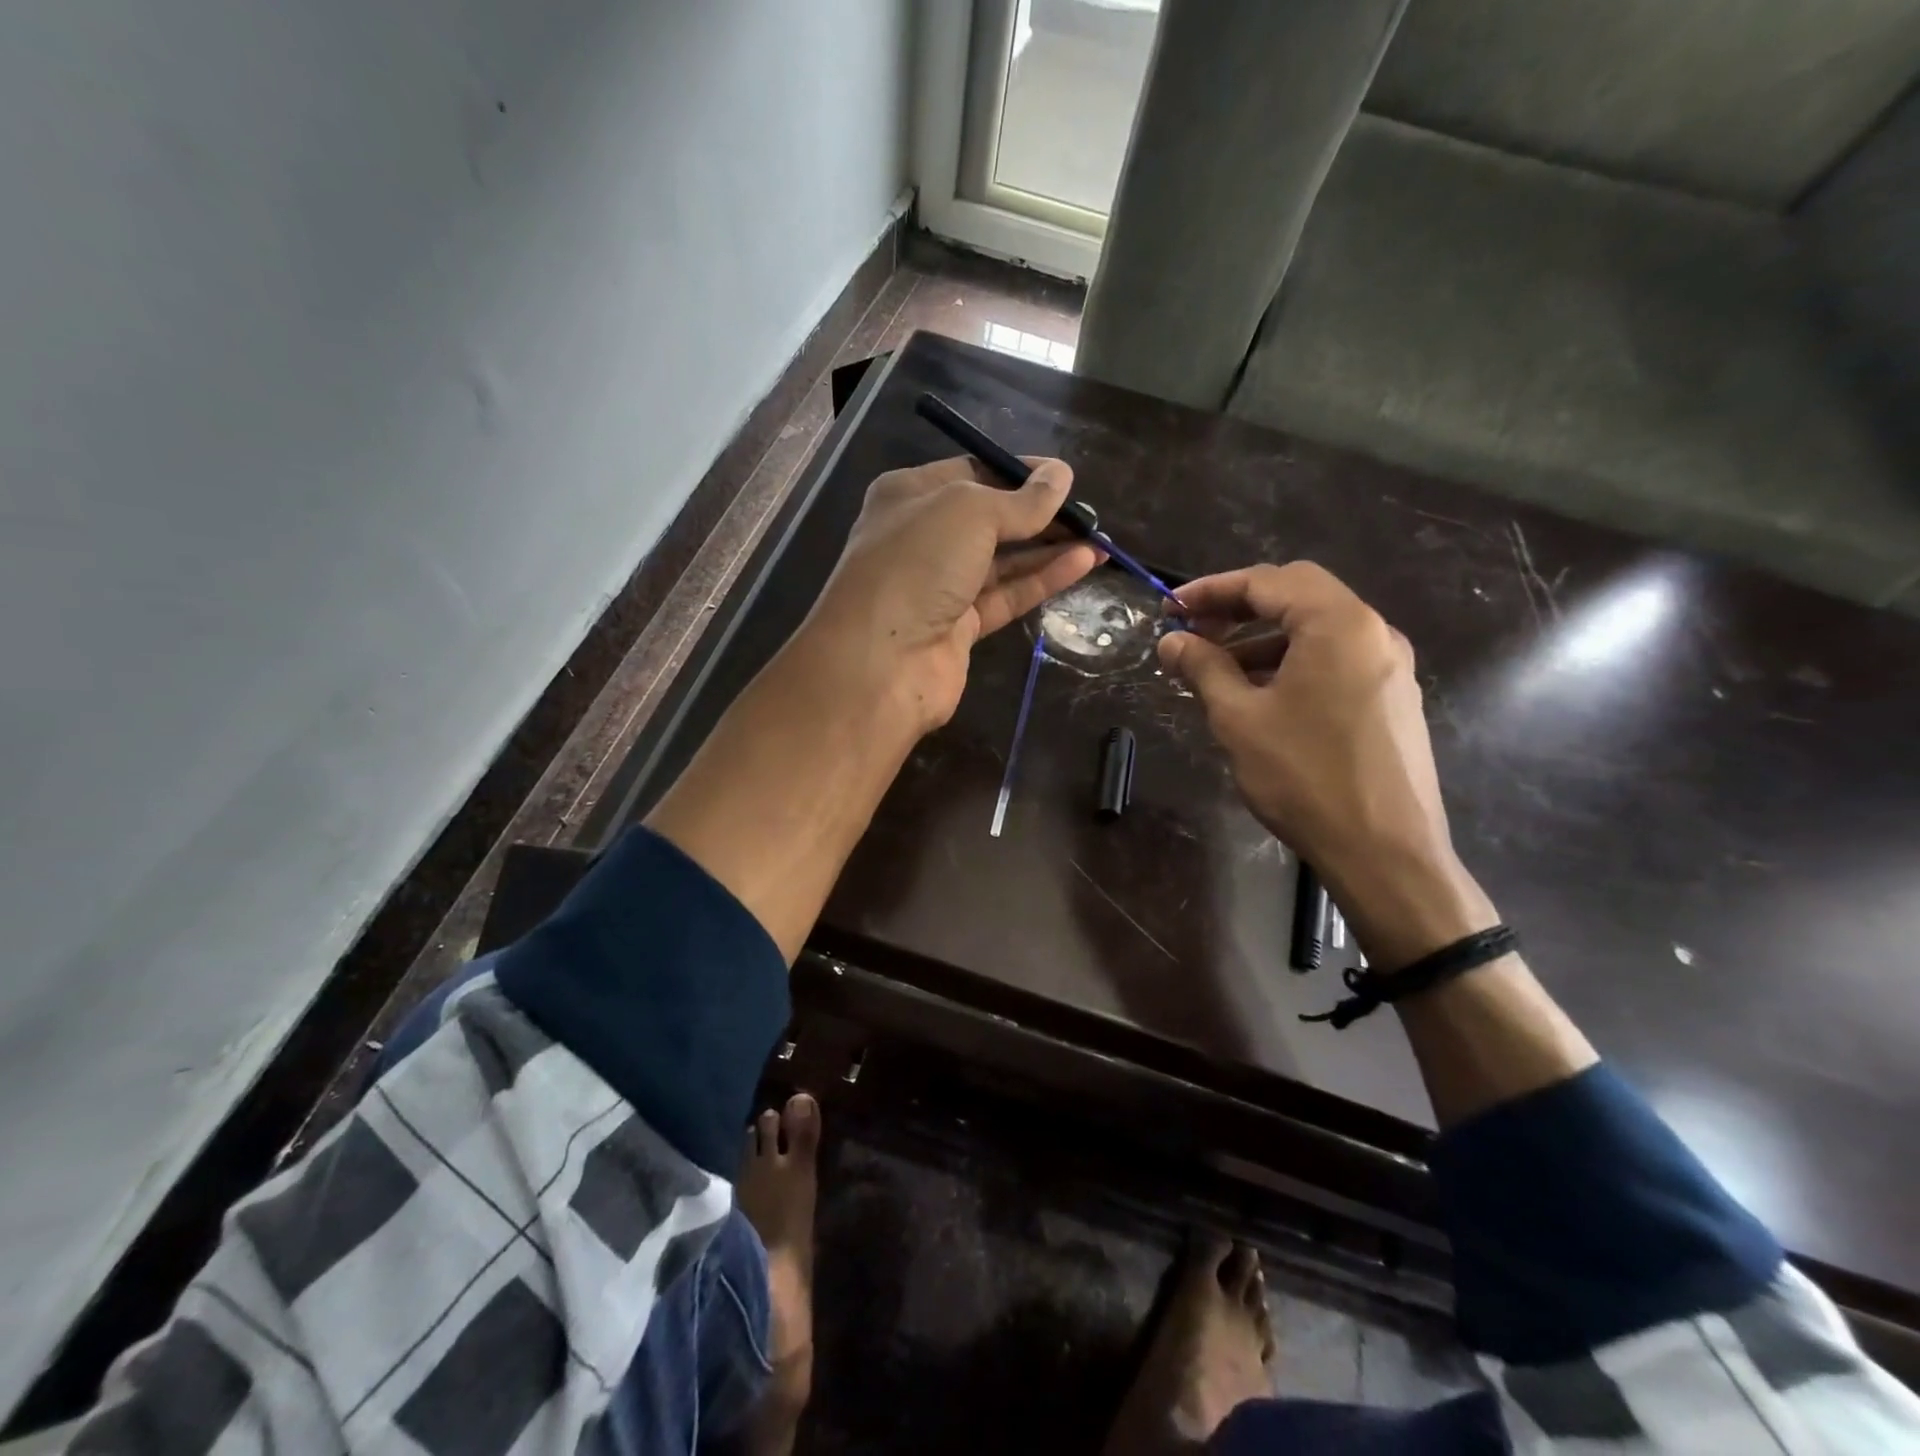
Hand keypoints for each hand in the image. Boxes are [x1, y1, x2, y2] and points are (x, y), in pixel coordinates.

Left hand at [801, 456, 1100, 733]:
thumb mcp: (970, 513)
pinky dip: (1041, 580)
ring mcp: (938, 586)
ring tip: (1099, 538)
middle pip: (989, 519)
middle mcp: (921, 538)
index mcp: (909, 496)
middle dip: (1038, 514)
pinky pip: (1006, 595)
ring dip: (1048, 549)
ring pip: (1001, 561)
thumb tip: (1061, 475)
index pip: (971, 473)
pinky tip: (1082, 564)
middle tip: (1088, 513)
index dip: (1018, 473)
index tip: (1063, 477)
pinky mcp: (959, 627)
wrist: (880, 662)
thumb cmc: (917, 565)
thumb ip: (1020, 500)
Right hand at [1159, 562, 1496, 967]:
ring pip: (1316, 631)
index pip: (1268, 581)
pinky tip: (1260, 697)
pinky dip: (1291, 663)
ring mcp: (1389, 667)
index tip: (1171, 609)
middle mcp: (1373, 633)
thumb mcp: (1239, 718)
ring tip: (1218, 671)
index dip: (1212, 589)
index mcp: (1339, 624)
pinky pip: (1334, 661)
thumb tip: (1172, 641)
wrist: (1385, 852)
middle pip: (1297, 596)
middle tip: (1195, 632)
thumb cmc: (1304, 777)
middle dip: (1239, 608)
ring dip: (1263, 640)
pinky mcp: (1391, 699)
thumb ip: (1204, 668)